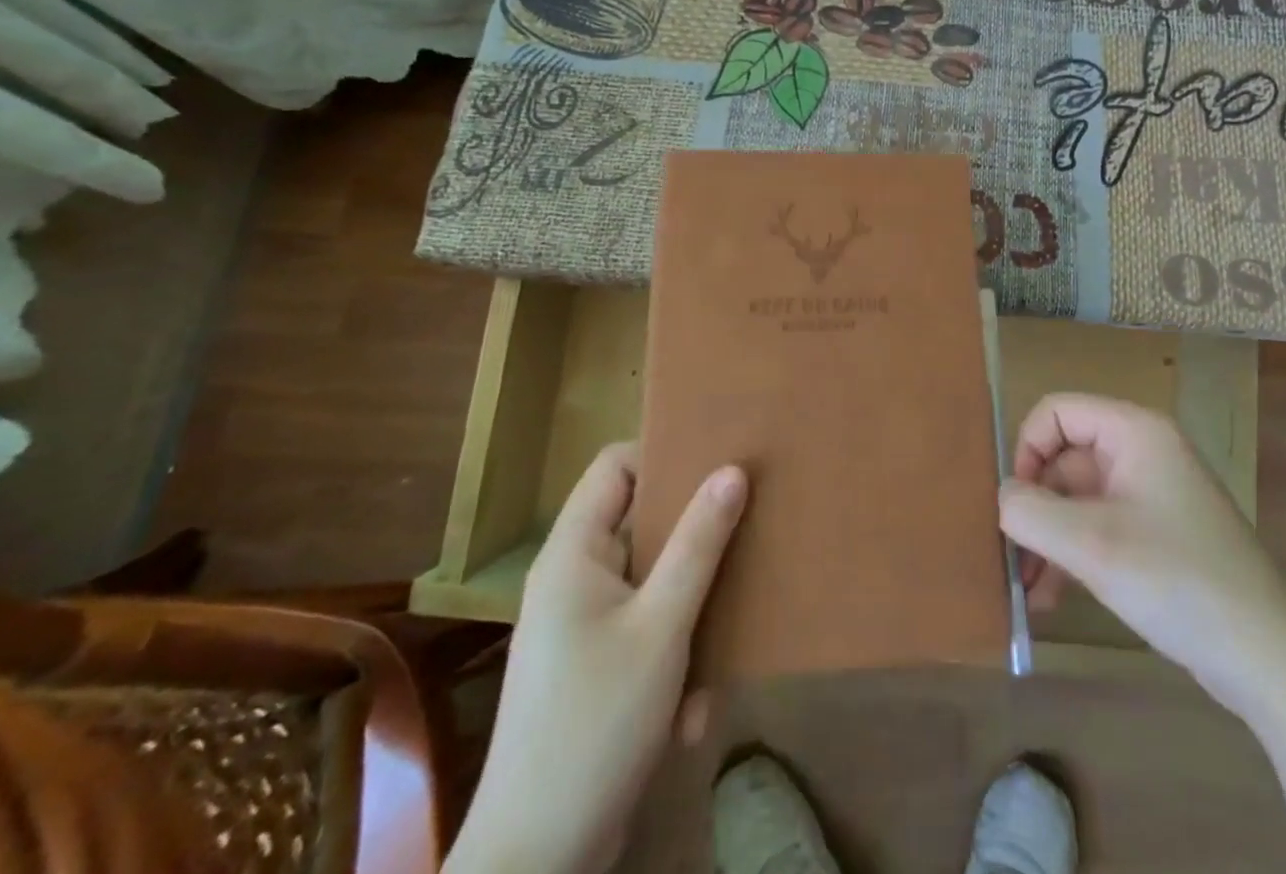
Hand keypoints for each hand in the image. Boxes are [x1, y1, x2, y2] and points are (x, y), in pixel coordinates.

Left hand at [445, 444, 746, 873]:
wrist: (537, 862)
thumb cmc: (597, 723)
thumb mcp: (662, 626)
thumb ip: (698, 544)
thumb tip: (733, 470)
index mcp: (574, 554)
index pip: (615, 466)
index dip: (663, 452)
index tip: (718, 457)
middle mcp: (573, 580)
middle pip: (640, 523)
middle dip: (694, 535)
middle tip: (747, 522)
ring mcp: (582, 629)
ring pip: (652, 583)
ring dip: (690, 611)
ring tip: (728, 635)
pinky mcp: (595, 672)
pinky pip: (646, 633)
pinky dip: (674, 658)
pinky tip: (693, 710)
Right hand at [998, 394, 1285, 713]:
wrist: (1267, 658)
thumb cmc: (1177, 580)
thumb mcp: (1091, 544)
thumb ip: (1030, 512)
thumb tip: (1003, 498)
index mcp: (1133, 431)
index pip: (1056, 412)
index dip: (1027, 450)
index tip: (1016, 504)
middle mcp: (1141, 451)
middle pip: (1064, 458)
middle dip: (1034, 507)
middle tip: (1011, 558)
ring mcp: (1150, 494)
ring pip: (1077, 498)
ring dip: (1047, 537)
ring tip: (1025, 590)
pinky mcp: (1155, 534)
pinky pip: (1098, 527)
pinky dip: (1072, 554)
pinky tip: (1051, 599)